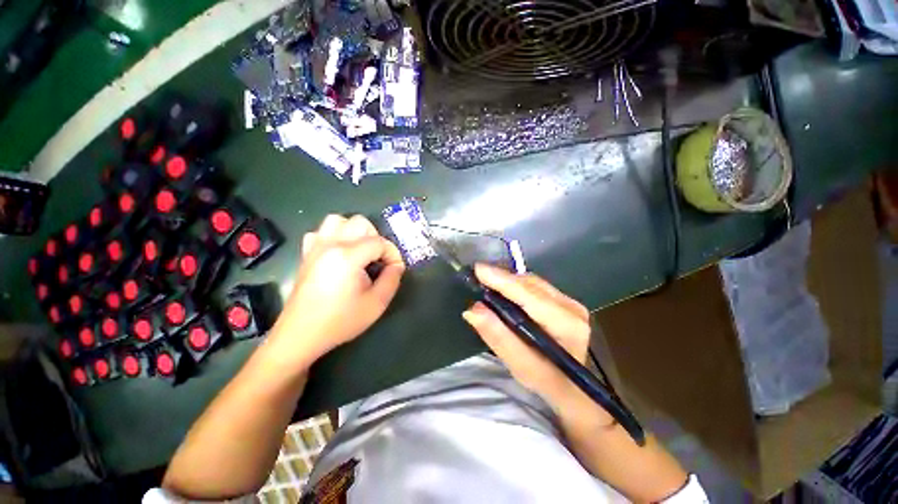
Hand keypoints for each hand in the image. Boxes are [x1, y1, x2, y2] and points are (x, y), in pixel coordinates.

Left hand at [271, 214, 404, 364]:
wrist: (301, 335)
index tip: (396, 269)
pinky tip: (339, 254)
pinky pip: (320, 233)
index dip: (393, 254)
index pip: (379, 242)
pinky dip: (333, 236)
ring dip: (354, 232)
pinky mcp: (306, 254)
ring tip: (361, 251)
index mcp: (348, 256)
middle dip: (376, 238)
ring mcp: (315, 247)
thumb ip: (392, 279)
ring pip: (337, 221)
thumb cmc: (341, 321)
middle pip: (360, 223)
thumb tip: (397, 266)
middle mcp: (330, 244)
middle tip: (379, 259)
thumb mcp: (377, 303)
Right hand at [462, 264, 593, 409]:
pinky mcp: (564, 301)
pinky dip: (516, 286)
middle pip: (531, 285)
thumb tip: (473, 309)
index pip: (530, 296)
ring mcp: (570, 302)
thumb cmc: (547, 381)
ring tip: (487, 282)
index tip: (479, 270)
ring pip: (532, 282)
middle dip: (502, 279)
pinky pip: (535, 286)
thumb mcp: (520, 365)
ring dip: (508, 281)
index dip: (503, 281)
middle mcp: (572, 307)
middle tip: (478, 277)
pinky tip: (503, 290)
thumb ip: (498, 336)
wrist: (571, 387)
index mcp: (566, 325)